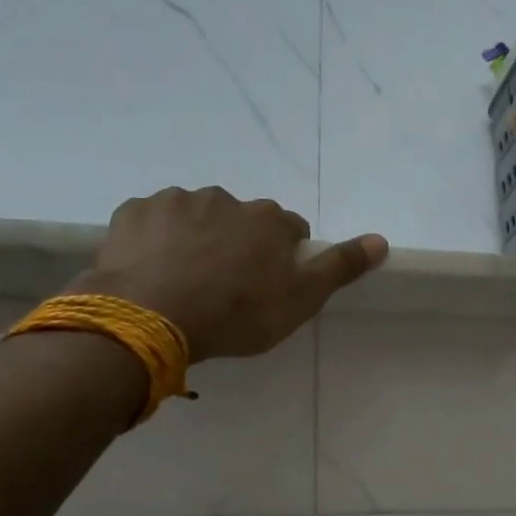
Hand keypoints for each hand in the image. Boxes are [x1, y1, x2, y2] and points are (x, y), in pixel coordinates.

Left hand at [76, 188, 386, 361]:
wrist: (151, 316)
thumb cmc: (236, 312)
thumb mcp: (300, 299)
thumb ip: (340, 267)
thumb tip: (381, 240)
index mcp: (268, 220)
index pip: (289, 228)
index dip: (284, 254)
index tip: (271, 282)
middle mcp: (225, 199)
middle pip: (240, 219)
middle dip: (237, 242)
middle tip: (225, 284)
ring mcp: (175, 202)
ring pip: (195, 216)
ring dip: (195, 237)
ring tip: (184, 279)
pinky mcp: (133, 213)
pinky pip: (152, 222)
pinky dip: (155, 239)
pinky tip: (150, 269)